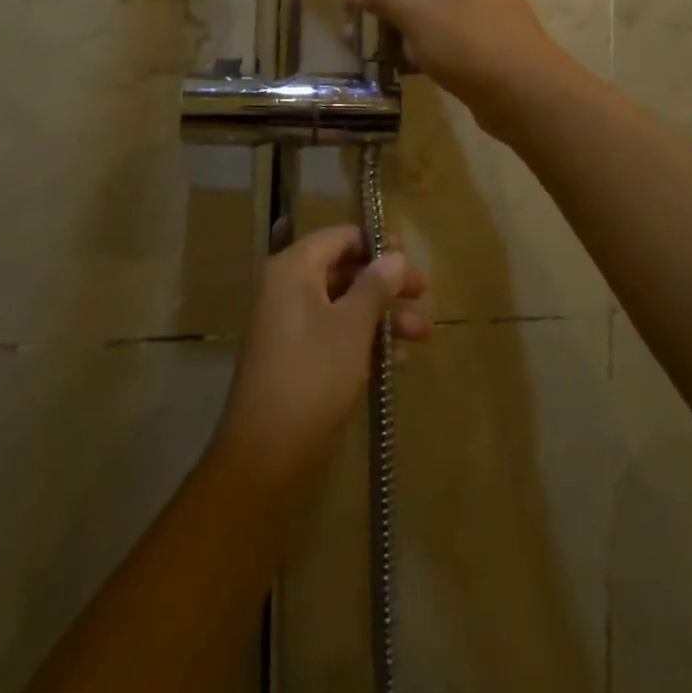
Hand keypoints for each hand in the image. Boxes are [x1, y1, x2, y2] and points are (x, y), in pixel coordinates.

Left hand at [210, 225, 430, 502]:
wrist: (266, 455)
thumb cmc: (313, 375)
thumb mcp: (353, 326)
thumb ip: (376, 285)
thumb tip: (395, 255)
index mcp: (293, 270)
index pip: (339, 238)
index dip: (376, 242)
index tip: (410, 254)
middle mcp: (287, 290)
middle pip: (344, 271)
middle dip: (386, 283)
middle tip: (424, 292)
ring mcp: (290, 327)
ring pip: (343, 306)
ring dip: (383, 316)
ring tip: (423, 333)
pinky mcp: (297, 360)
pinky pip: (335, 335)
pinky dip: (365, 341)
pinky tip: (398, 361)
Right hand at [344, 0, 572, 140]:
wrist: (526, 94)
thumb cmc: (469, 42)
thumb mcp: (418, 15)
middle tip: (349, 1)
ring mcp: (475, 4)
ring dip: (393, 14)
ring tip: (355, 35)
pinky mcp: (476, 37)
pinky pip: (437, 28)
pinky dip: (413, 39)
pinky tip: (385, 60)